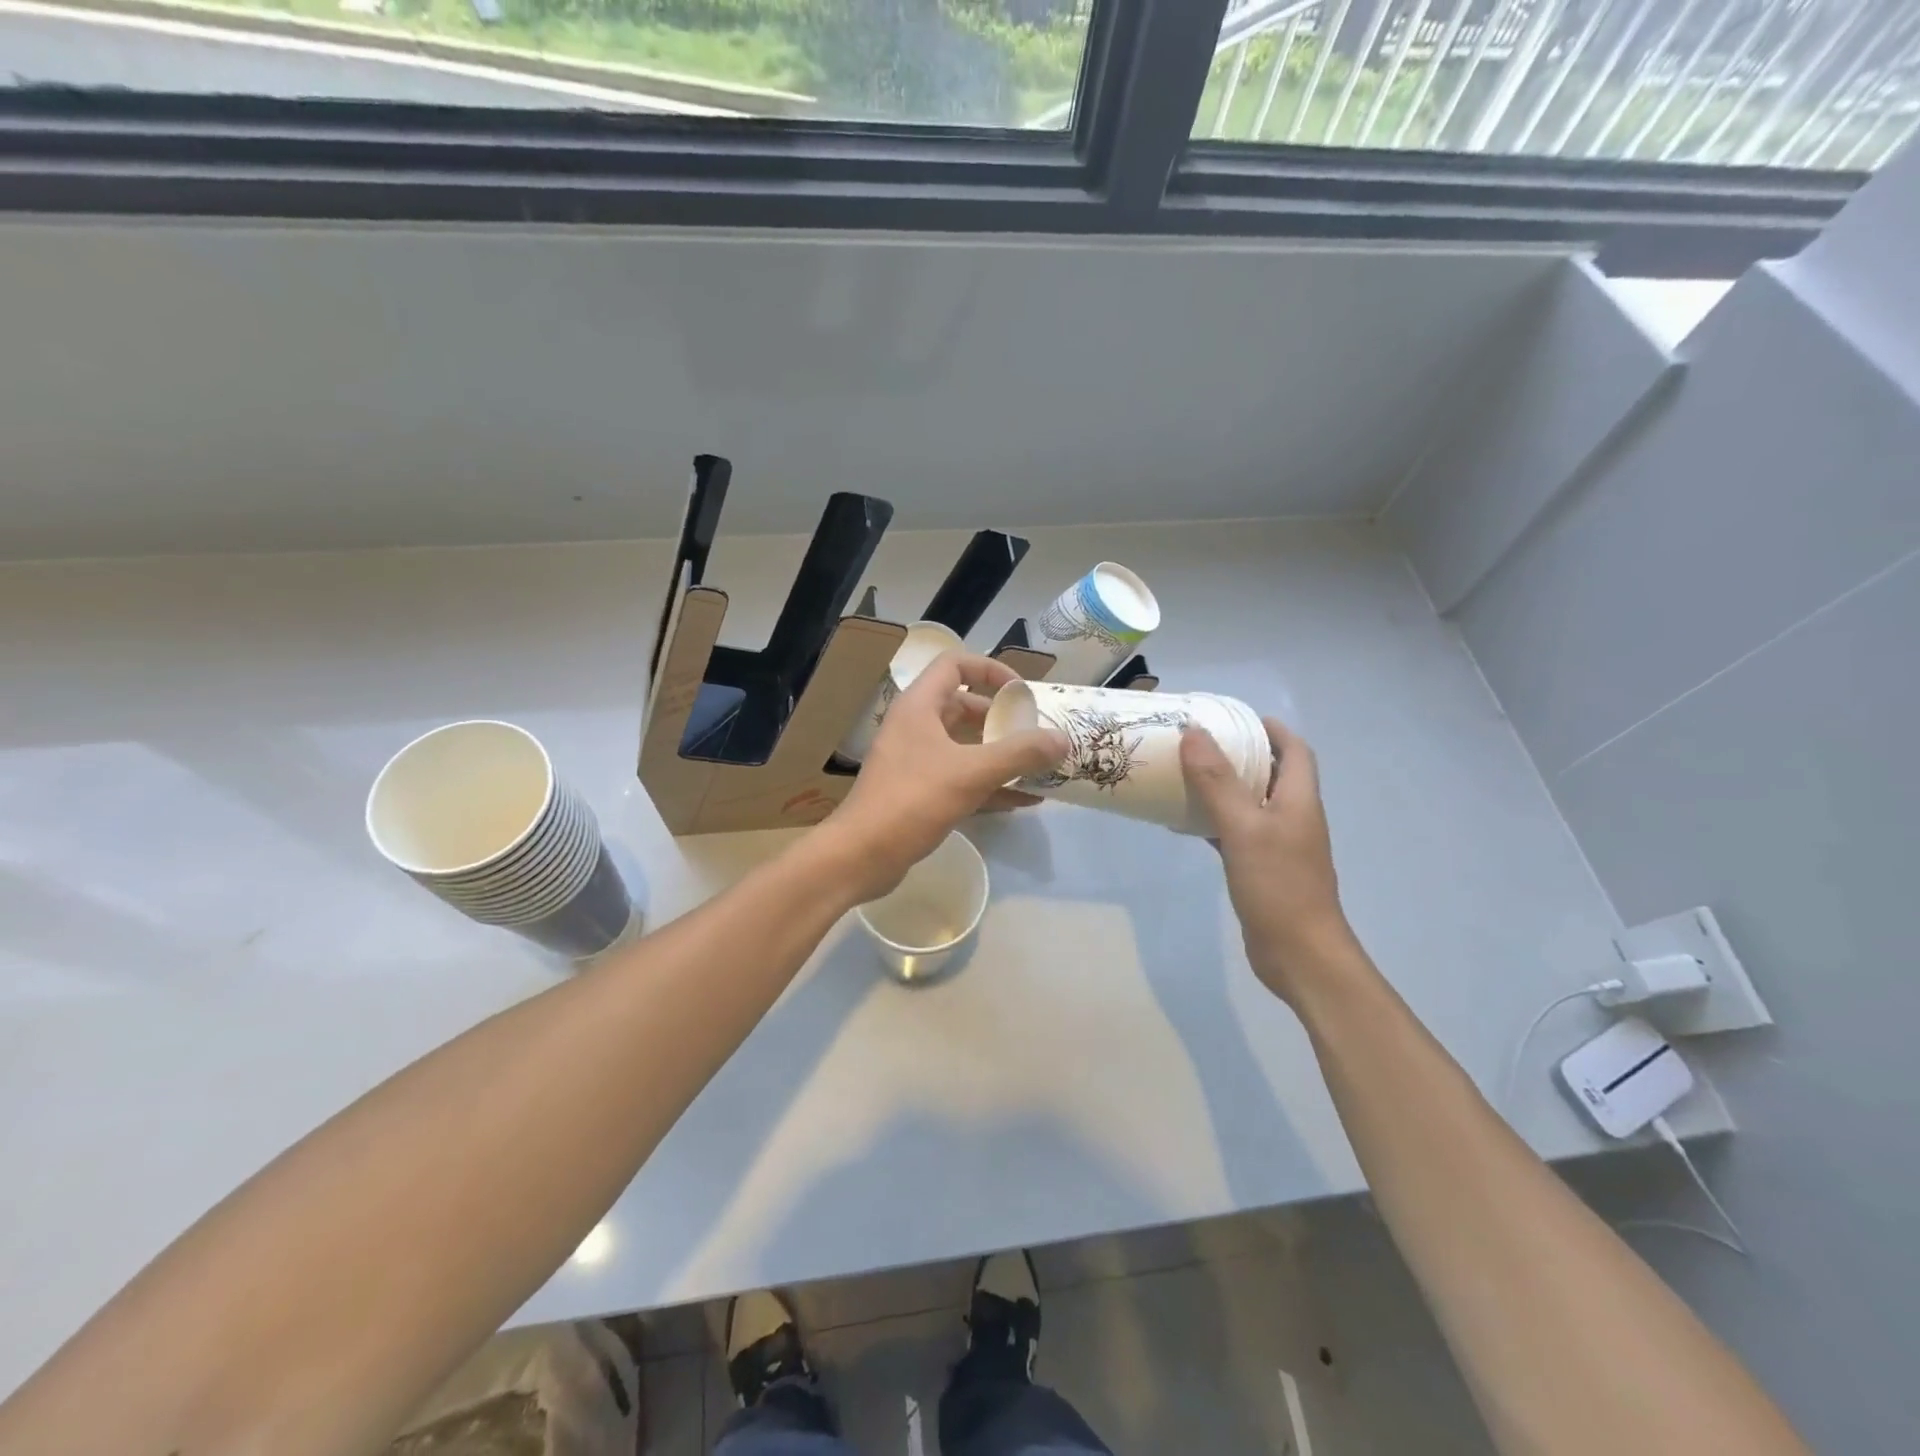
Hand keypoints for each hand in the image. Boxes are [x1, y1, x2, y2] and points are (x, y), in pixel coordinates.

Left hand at [822, 652, 1065, 901]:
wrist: (861, 856)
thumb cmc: (913, 801)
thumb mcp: (971, 773)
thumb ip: (1019, 754)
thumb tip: (1062, 739)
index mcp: (919, 706)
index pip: (955, 665)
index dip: (990, 670)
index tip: (1021, 692)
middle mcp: (916, 726)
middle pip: (964, 707)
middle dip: (1002, 719)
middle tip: (1035, 733)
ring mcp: (916, 761)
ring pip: (965, 746)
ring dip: (1000, 754)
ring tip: (1039, 766)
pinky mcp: (919, 792)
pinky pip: (962, 778)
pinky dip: (990, 784)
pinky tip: (1025, 800)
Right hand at [1181, 716, 1360, 1004]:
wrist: (1300, 954)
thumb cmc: (1278, 885)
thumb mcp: (1243, 827)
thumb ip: (1217, 781)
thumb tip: (1194, 733)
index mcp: (1298, 800)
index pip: (1295, 751)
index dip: (1272, 729)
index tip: (1236, 717)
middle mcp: (1293, 817)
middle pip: (1271, 773)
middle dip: (1240, 754)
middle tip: (1200, 743)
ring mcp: (1278, 845)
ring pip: (1250, 804)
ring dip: (1224, 787)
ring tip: (1186, 775)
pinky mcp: (1262, 869)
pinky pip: (1236, 833)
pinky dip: (1214, 822)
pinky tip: (1186, 824)